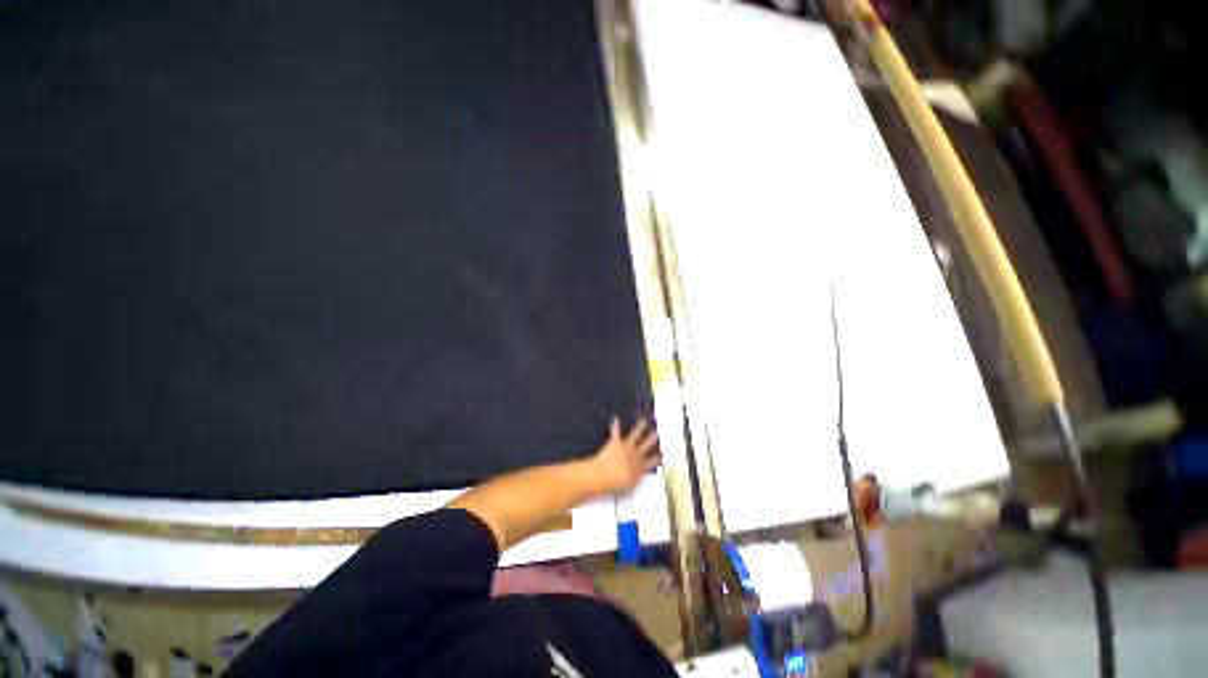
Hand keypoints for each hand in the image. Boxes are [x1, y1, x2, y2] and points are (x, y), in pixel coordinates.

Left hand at [591, 417, 659, 494]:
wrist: (604, 476)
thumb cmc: (615, 485)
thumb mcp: (629, 489)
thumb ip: (635, 482)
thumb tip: (637, 480)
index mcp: (640, 467)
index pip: (652, 461)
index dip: (658, 458)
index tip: (662, 455)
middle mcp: (635, 455)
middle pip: (646, 445)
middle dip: (652, 438)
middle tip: (657, 433)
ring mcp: (626, 447)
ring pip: (635, 434)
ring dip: (639, 427)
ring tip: (642, 422)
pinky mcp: (615, 442)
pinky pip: (616, 431)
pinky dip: (615, 425)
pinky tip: (616, 419)